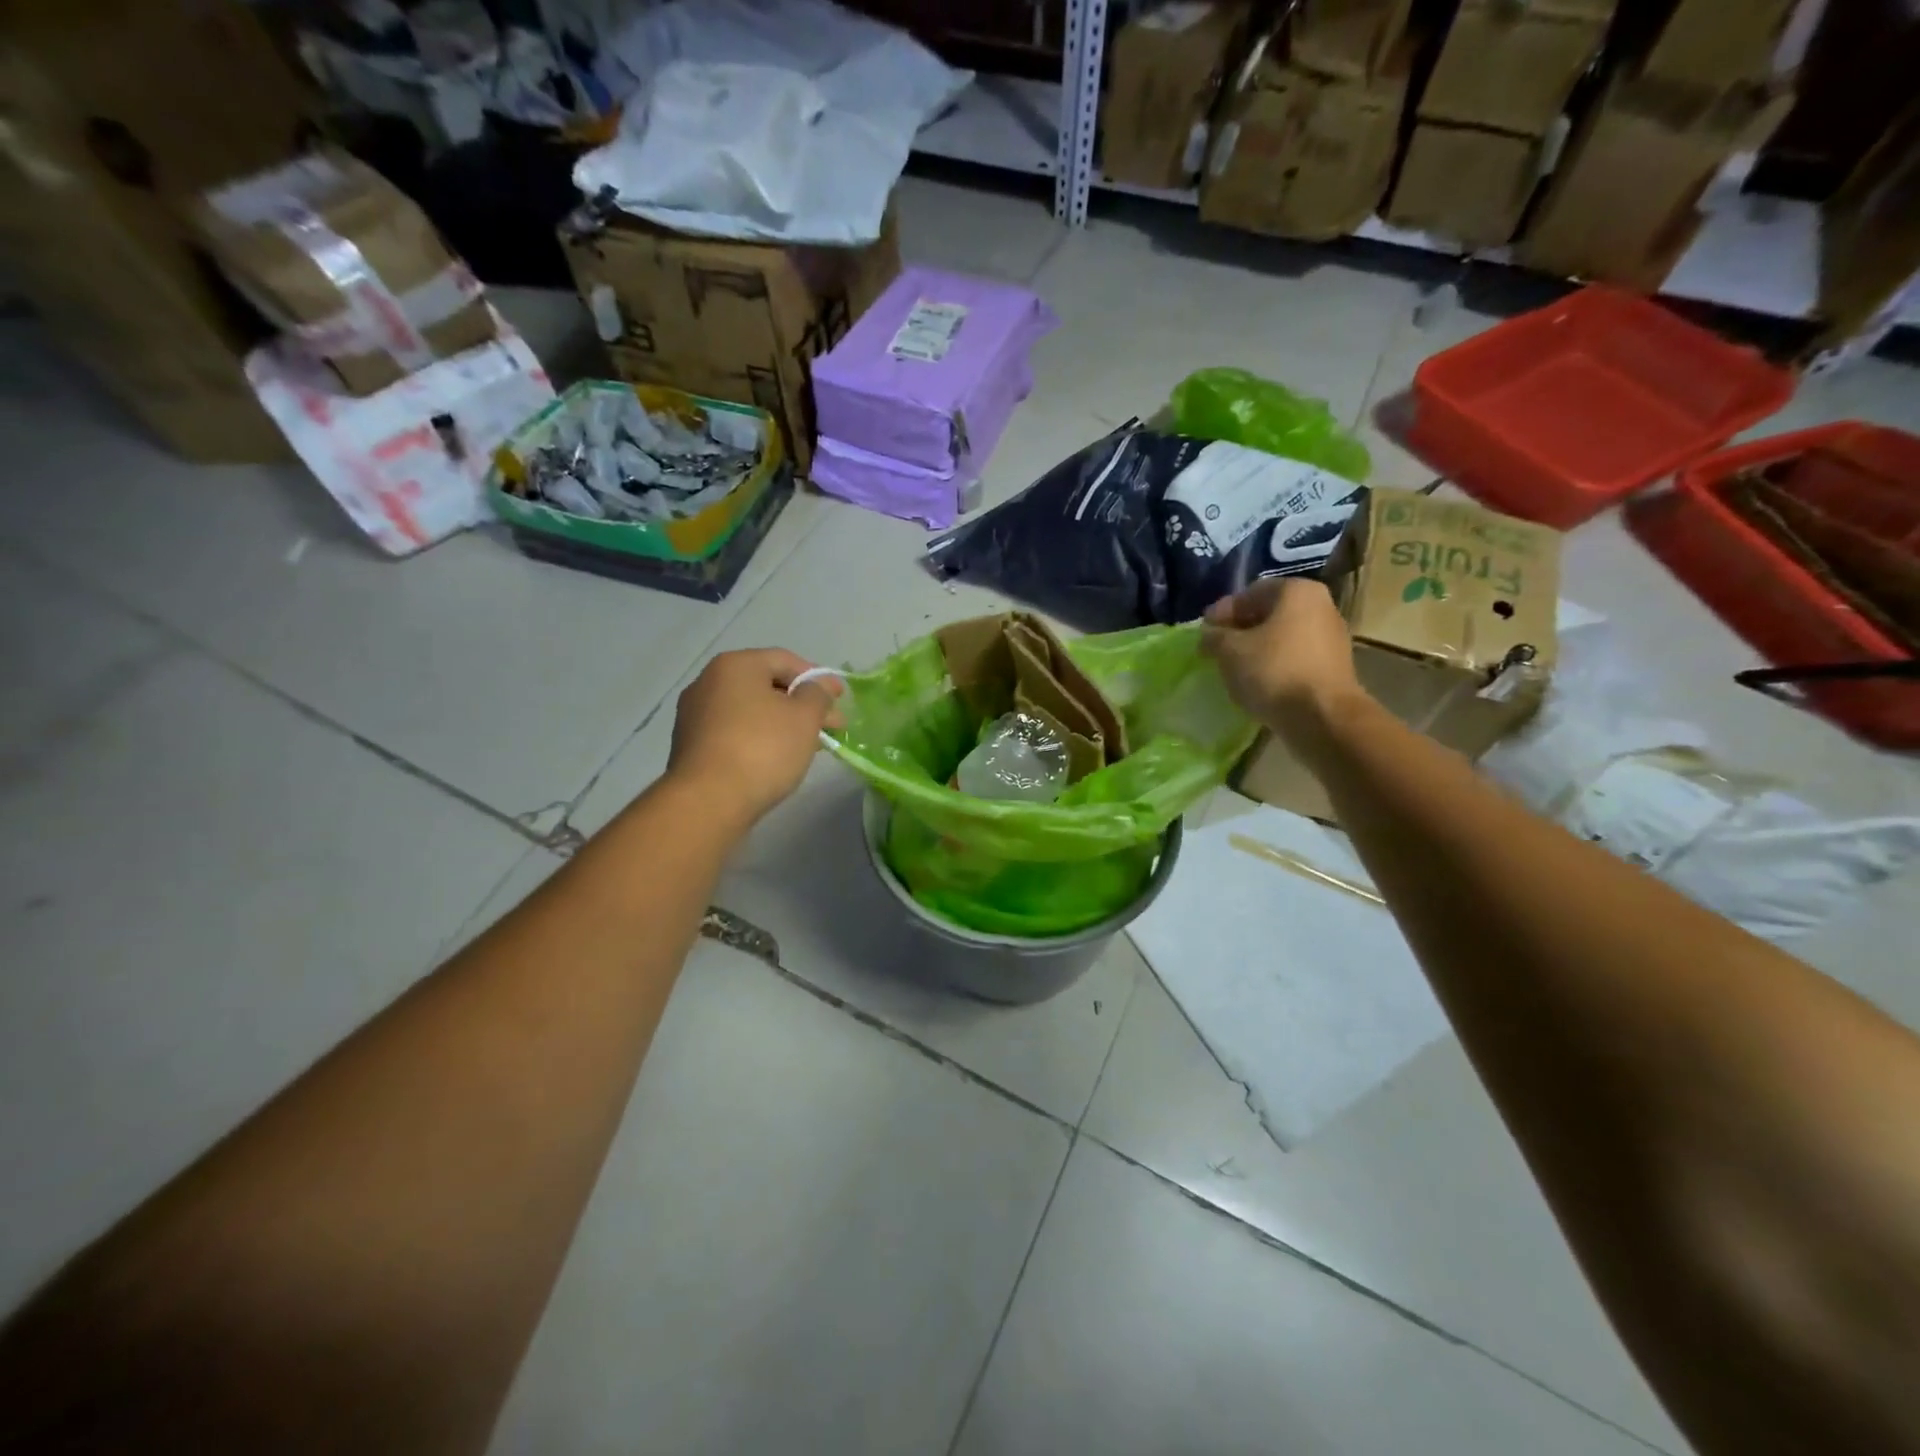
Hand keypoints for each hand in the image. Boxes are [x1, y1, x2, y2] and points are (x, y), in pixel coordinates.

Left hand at [666, 648, 844, 826]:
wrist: (708, 801)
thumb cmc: (763, 748)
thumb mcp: (804, 718)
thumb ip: (818, 694)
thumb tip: (822, 684)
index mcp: (735, 665)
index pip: (785, 660)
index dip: (818, 678)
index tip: (841, 699)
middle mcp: (708, 681)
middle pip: (766, 685)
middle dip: (803, 704)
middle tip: (831, 727)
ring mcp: (695, 714)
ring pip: (751, 710)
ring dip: (783, 722)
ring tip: (809, 746)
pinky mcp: (691, 745)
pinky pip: (734, 731)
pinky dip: (759, 738)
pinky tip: (777, 758)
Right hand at [1201, 579, 1363, 738]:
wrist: (1322, 716)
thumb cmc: (1273, 671)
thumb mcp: (1229, 650)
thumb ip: (1214, 636)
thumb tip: (1210, 634)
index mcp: (1297, 591)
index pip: (1250, 593)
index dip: (1222, 611)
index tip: (1204, 632)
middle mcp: (1321, 606)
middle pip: (1269, 613)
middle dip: (1240, 629)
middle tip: (1216, 648)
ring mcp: (1332, 637)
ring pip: (1282, 636)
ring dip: (1256, 648)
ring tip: (1233, 667)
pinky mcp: (1333, 666)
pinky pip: (1295, 657)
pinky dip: (1274, 664)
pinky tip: (1257, 682)